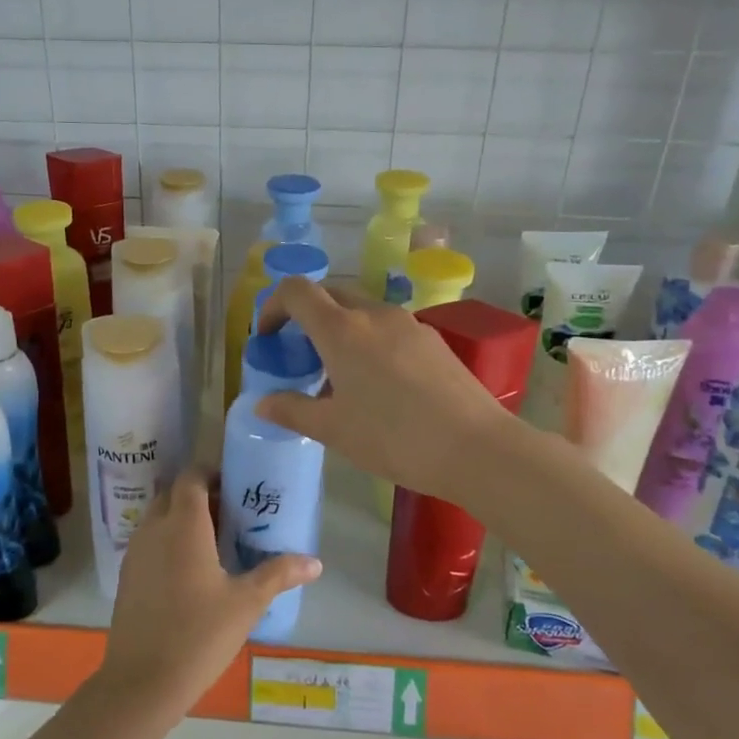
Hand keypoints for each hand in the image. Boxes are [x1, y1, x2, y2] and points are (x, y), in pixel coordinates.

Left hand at [96, 469, 320, 716]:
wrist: (141, 682)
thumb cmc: (199, 635)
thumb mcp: (246, 603)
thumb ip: (278, 574)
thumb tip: (315, 562)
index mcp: (184, 525)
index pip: (191, 476)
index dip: (212, 473)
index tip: (236, 487)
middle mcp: (154, 528)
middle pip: (174, 493)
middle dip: (199, 495)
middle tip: (230, 514)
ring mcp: (135, 552)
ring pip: (159, 517)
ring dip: (182, 518)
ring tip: (214, 542)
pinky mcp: (127, 575)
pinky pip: (149, 541)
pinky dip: (167, 541)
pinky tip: (190, 571)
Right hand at [253, 277, 515, 502]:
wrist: (476, 448)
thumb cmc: (393, 437)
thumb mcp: (333, 430)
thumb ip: (292, 411)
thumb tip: (262, 403)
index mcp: (341, 329)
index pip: (296, 290)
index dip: (273, 305)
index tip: (268, 337)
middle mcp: (373, 313)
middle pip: (329, 295)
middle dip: (306, 317)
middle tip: (300, 358)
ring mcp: (408, 323)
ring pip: (361, 311)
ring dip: (340, 330)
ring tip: (340, 377)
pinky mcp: (433, 339)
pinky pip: (388, 328)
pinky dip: (369, 342)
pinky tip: (380, 386)